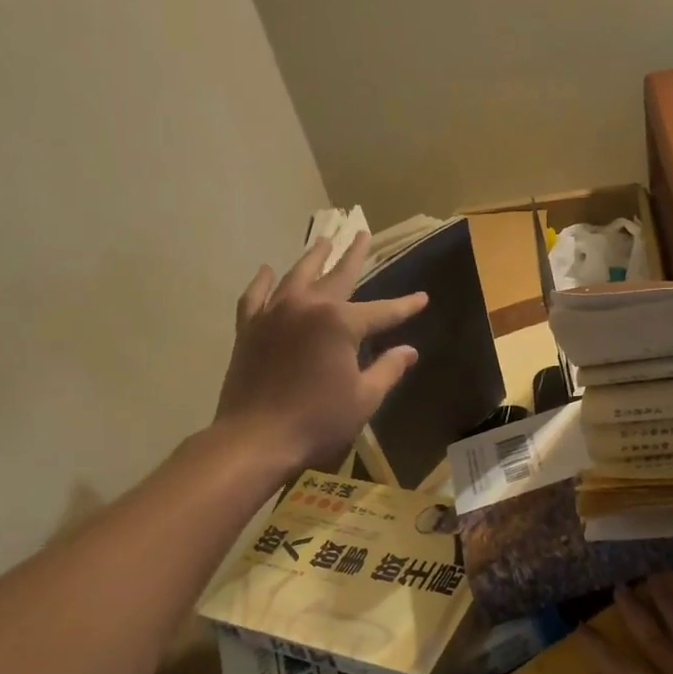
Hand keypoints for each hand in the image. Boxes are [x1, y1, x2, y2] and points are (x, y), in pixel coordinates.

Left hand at [215, 232, 427, 474]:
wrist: (255, 439)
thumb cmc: (317, 421)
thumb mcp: (364, 398)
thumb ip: (388, 369)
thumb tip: (409, 351)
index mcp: (340, 322)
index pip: (382, 311)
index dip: (405, 306)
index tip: (422, 298)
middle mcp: (306, 306)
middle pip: (337, 276)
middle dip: (353, 256)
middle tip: (362, 234)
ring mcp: (273, 314)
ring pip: (296, 276)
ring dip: (313, 257)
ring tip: (324, 241)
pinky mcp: (249, 329)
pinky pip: (255, 296)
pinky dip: (263, 281)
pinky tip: (268, 271)